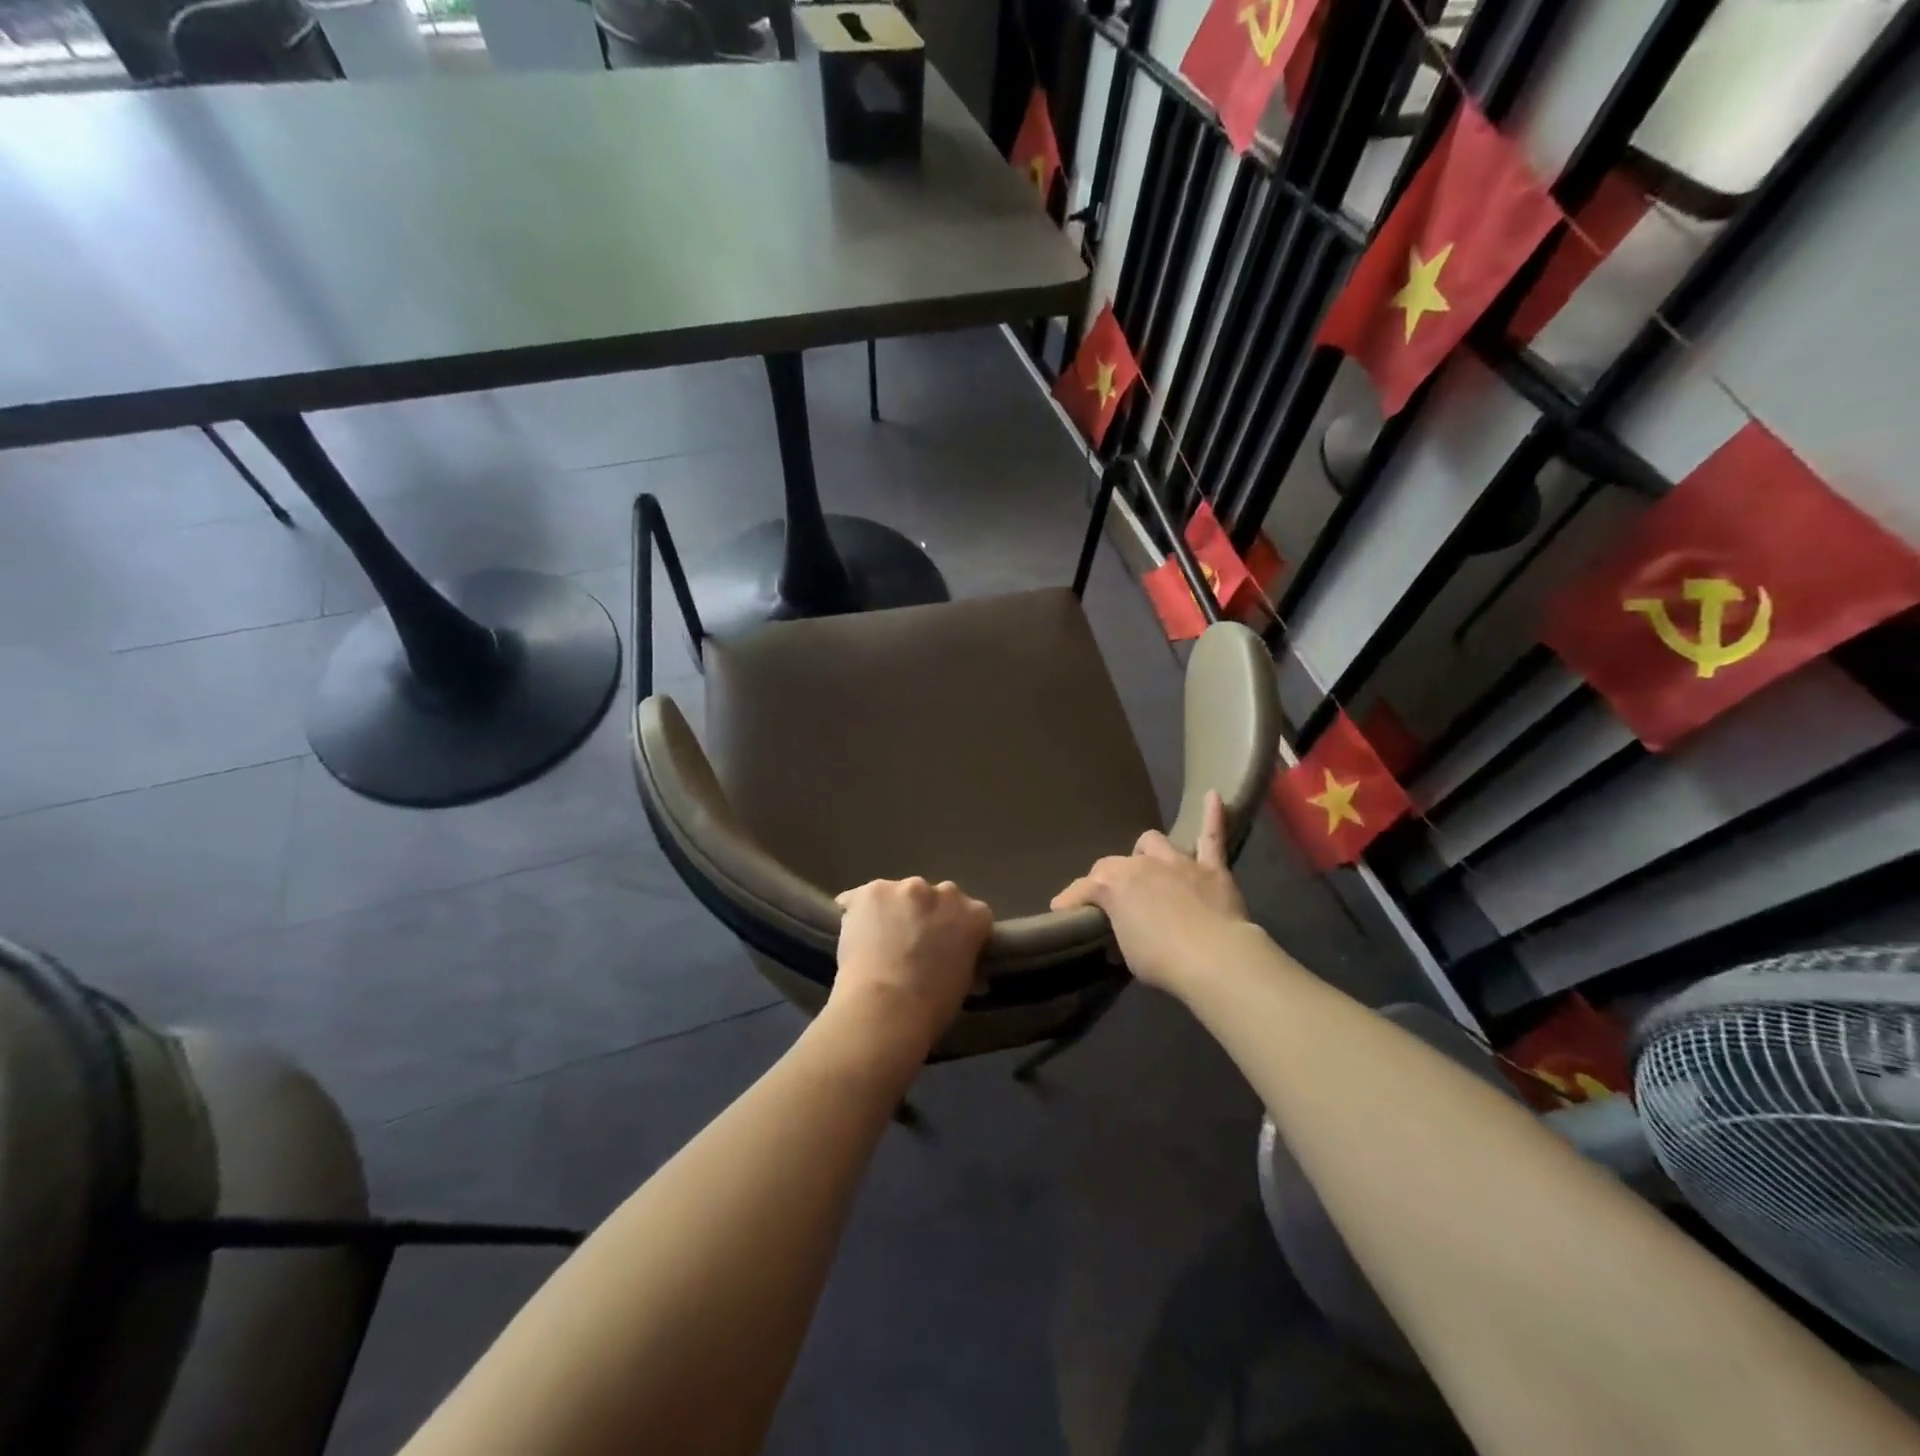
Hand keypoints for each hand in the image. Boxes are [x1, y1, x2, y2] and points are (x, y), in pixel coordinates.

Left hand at [830, 877, 992, 1058]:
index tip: (943, 947)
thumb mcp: (963, 981)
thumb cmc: (932, 1006)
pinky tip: (852, 936)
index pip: (970, 913)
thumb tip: (953, 959)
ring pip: (895, 895)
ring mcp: (905, 888)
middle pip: (932, 897)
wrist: (886, 1007)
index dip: (953, 930)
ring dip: (890, 911)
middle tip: (910, 943)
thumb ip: (962, 957)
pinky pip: (859, 899)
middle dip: (923, 914)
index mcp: (974, 914)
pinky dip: (857, 913)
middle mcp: (943, 892)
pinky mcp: (870, 892)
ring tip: (877, 942)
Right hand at [1051, 791, 1249, 996]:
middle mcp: (1140, 864)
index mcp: (1112, 885)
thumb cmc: (1162, 960)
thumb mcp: (1126, 952)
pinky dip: (1213, 816)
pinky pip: (1212, 837)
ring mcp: (1177, 863)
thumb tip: (1122, 929)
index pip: (1082, 889)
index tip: (1063, 913)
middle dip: (1111, 880)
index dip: (1071, 902)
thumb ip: (1120, 931)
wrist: (1215, 958)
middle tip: (1115, 902)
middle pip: (1114, 864)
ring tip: (1149, 867)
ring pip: (1154, 843)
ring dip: (1147, 853)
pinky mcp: (1211, 869)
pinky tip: (1214, 796)